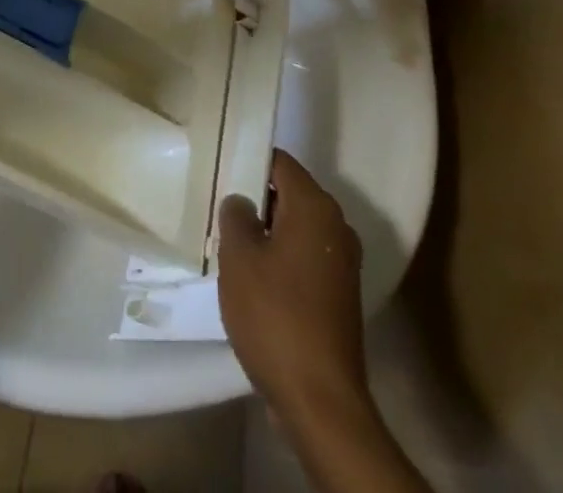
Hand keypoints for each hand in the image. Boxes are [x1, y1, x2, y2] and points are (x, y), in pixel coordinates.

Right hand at [218, 150, 369, 426]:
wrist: (321, 401)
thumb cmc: (275, 316)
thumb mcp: (239, 258)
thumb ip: (236, 216)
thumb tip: (242, 202)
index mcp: (315, 207)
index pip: (279, 162)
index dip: (249, 160)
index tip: (221, 168)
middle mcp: (336, 226)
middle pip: (290, 194)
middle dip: (256, 200)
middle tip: (220, 210)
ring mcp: (343, 263)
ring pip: (297, 228)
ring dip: (267, 233)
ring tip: (231, 246)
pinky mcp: (340, 295)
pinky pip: (305, 258)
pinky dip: (282, 260)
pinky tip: (254, 280)